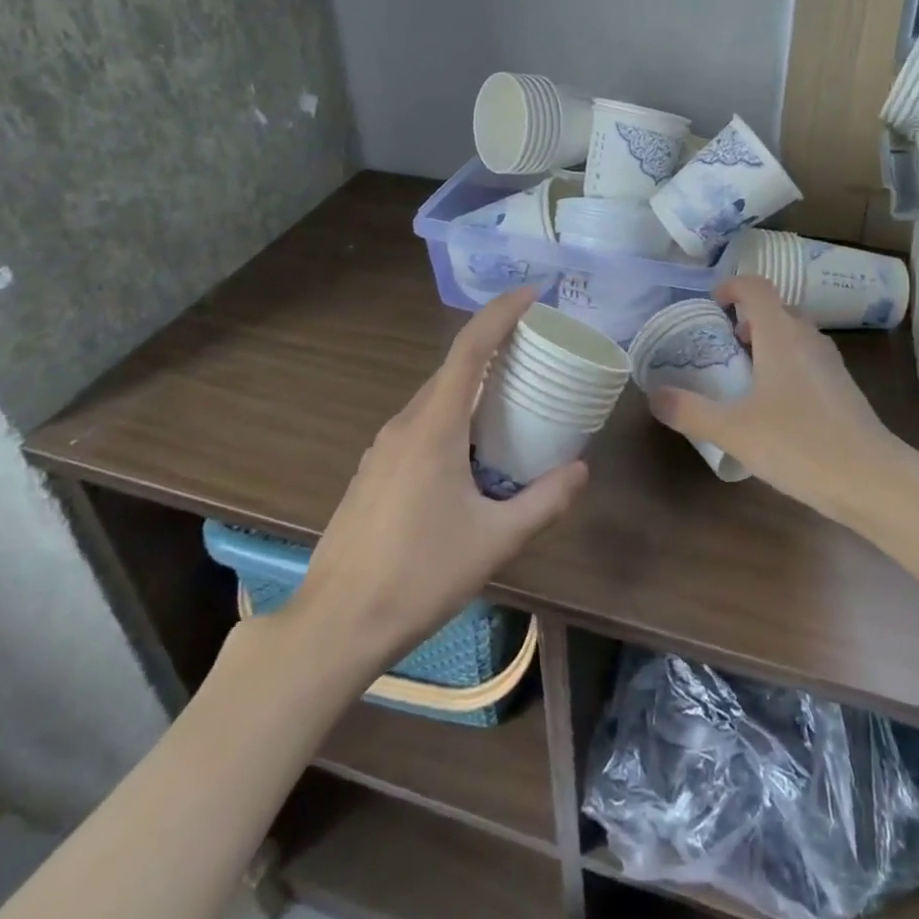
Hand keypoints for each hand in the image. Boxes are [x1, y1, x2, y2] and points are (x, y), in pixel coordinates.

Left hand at [287, 288, 586, 668]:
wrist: (336, 623)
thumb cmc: (419, 575)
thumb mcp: (495, 540)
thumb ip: (545, 500)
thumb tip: (582, 470)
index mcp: (433, 427)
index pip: (469, 349)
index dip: (500, 313)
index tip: (532, 294)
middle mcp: (404, 425)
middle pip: (452, 369)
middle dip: (493, 350)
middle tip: (535, 353)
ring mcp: (382, 449)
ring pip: (434, 399)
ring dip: (471, 388)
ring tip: (510, 401)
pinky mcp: (373, 472)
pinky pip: (419, 426)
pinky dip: (451, 417)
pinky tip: (470, 453)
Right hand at [647, 276, 918, 527]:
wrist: (871, 479)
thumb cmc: (798, 444)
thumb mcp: (733, 430)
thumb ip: (690, 411)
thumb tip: (654, 396)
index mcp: (781, 335)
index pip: (756, 287)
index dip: (731, 287)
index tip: (712, 306)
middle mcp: (808, 339)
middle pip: (776, 310)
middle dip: (746, 320)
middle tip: (721, 347)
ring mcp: (830, 363)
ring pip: (794, 336)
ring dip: (766, 343)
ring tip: (742, 377)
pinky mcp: (842, 388)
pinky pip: (807, 361)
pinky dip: (785, 366)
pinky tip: (772, 406)